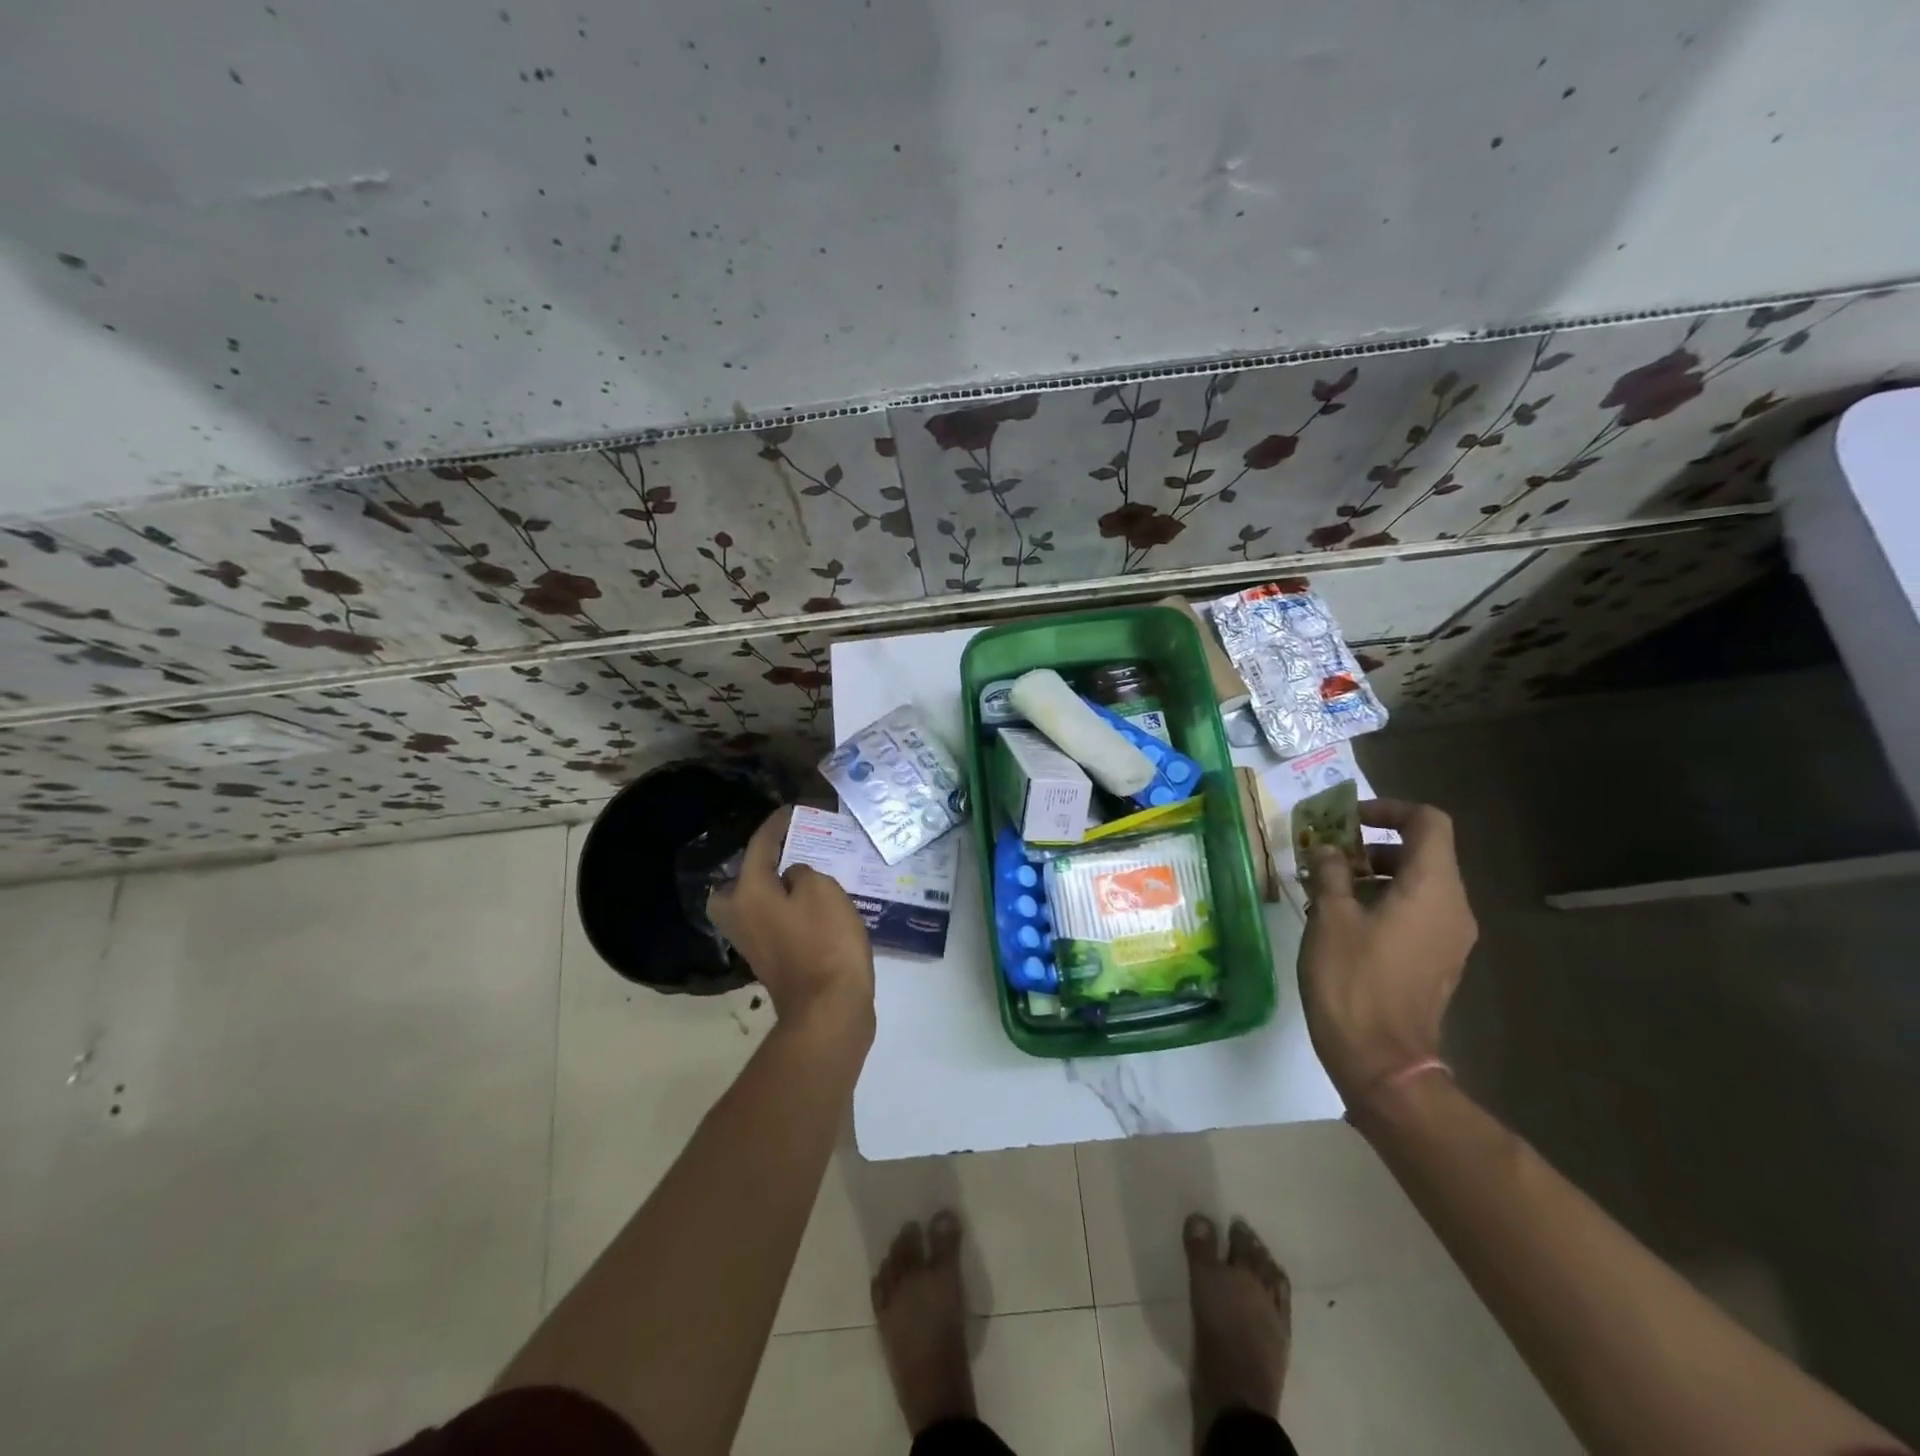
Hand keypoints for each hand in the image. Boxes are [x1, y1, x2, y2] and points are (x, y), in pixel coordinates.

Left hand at [708, 805, 875, 1037]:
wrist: (829, 1009)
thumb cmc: (825, 941)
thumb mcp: (822, 889)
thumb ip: (802, 872)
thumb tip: (792, 878)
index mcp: (748, 892)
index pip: (758, 846)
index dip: (776, 825)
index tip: (790, 810)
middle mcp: (740, 916)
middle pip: (739, 881)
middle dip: (758, 864)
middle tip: (786, 851)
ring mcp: (753, 943)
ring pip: (754, 903)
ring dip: (773, 887)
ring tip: (803, 875)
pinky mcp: (770, 962)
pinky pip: (771, 922)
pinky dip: (784, 909)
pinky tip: (810, 906)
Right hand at [1296, 799, 1476, 1103]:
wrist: (1381, 1058)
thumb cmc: (1352, 978)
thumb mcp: (1330, 916)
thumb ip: (1330, 872)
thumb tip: (1327, 849)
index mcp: (1432, 888)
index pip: (1428, 822)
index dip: (1389, 809)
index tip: (1347, 819)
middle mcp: (1453, 907)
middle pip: (1424, 852)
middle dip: (1374, 843)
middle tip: (1328, 853)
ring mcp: (1450, 937)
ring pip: (1419, 883)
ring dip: (1375, 873)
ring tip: (1328, 886)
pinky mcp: (1438, 960)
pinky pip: (1417, 912)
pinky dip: (1385, 900)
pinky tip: (1343, 918)